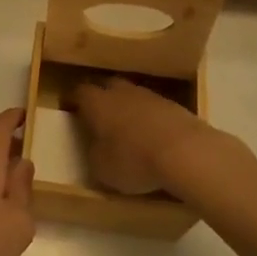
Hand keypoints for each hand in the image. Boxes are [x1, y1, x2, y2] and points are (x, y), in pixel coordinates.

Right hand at [64, 76, 218, 197]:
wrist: (186, 152)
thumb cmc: (134, 160)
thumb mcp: (102, 168)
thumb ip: (94, 154)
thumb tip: (97, 148)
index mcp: (97, 102)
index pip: (79, 92)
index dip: (73, 100)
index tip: (70, 109)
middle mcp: (121, 92)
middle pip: (107, 87)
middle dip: (102, 99)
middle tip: (99, 118)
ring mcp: (150, 95)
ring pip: (132, 96)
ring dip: (128, 108)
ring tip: (128, 130)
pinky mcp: (174, 105)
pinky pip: (154, 108)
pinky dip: (150, 119)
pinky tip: (153, 137)